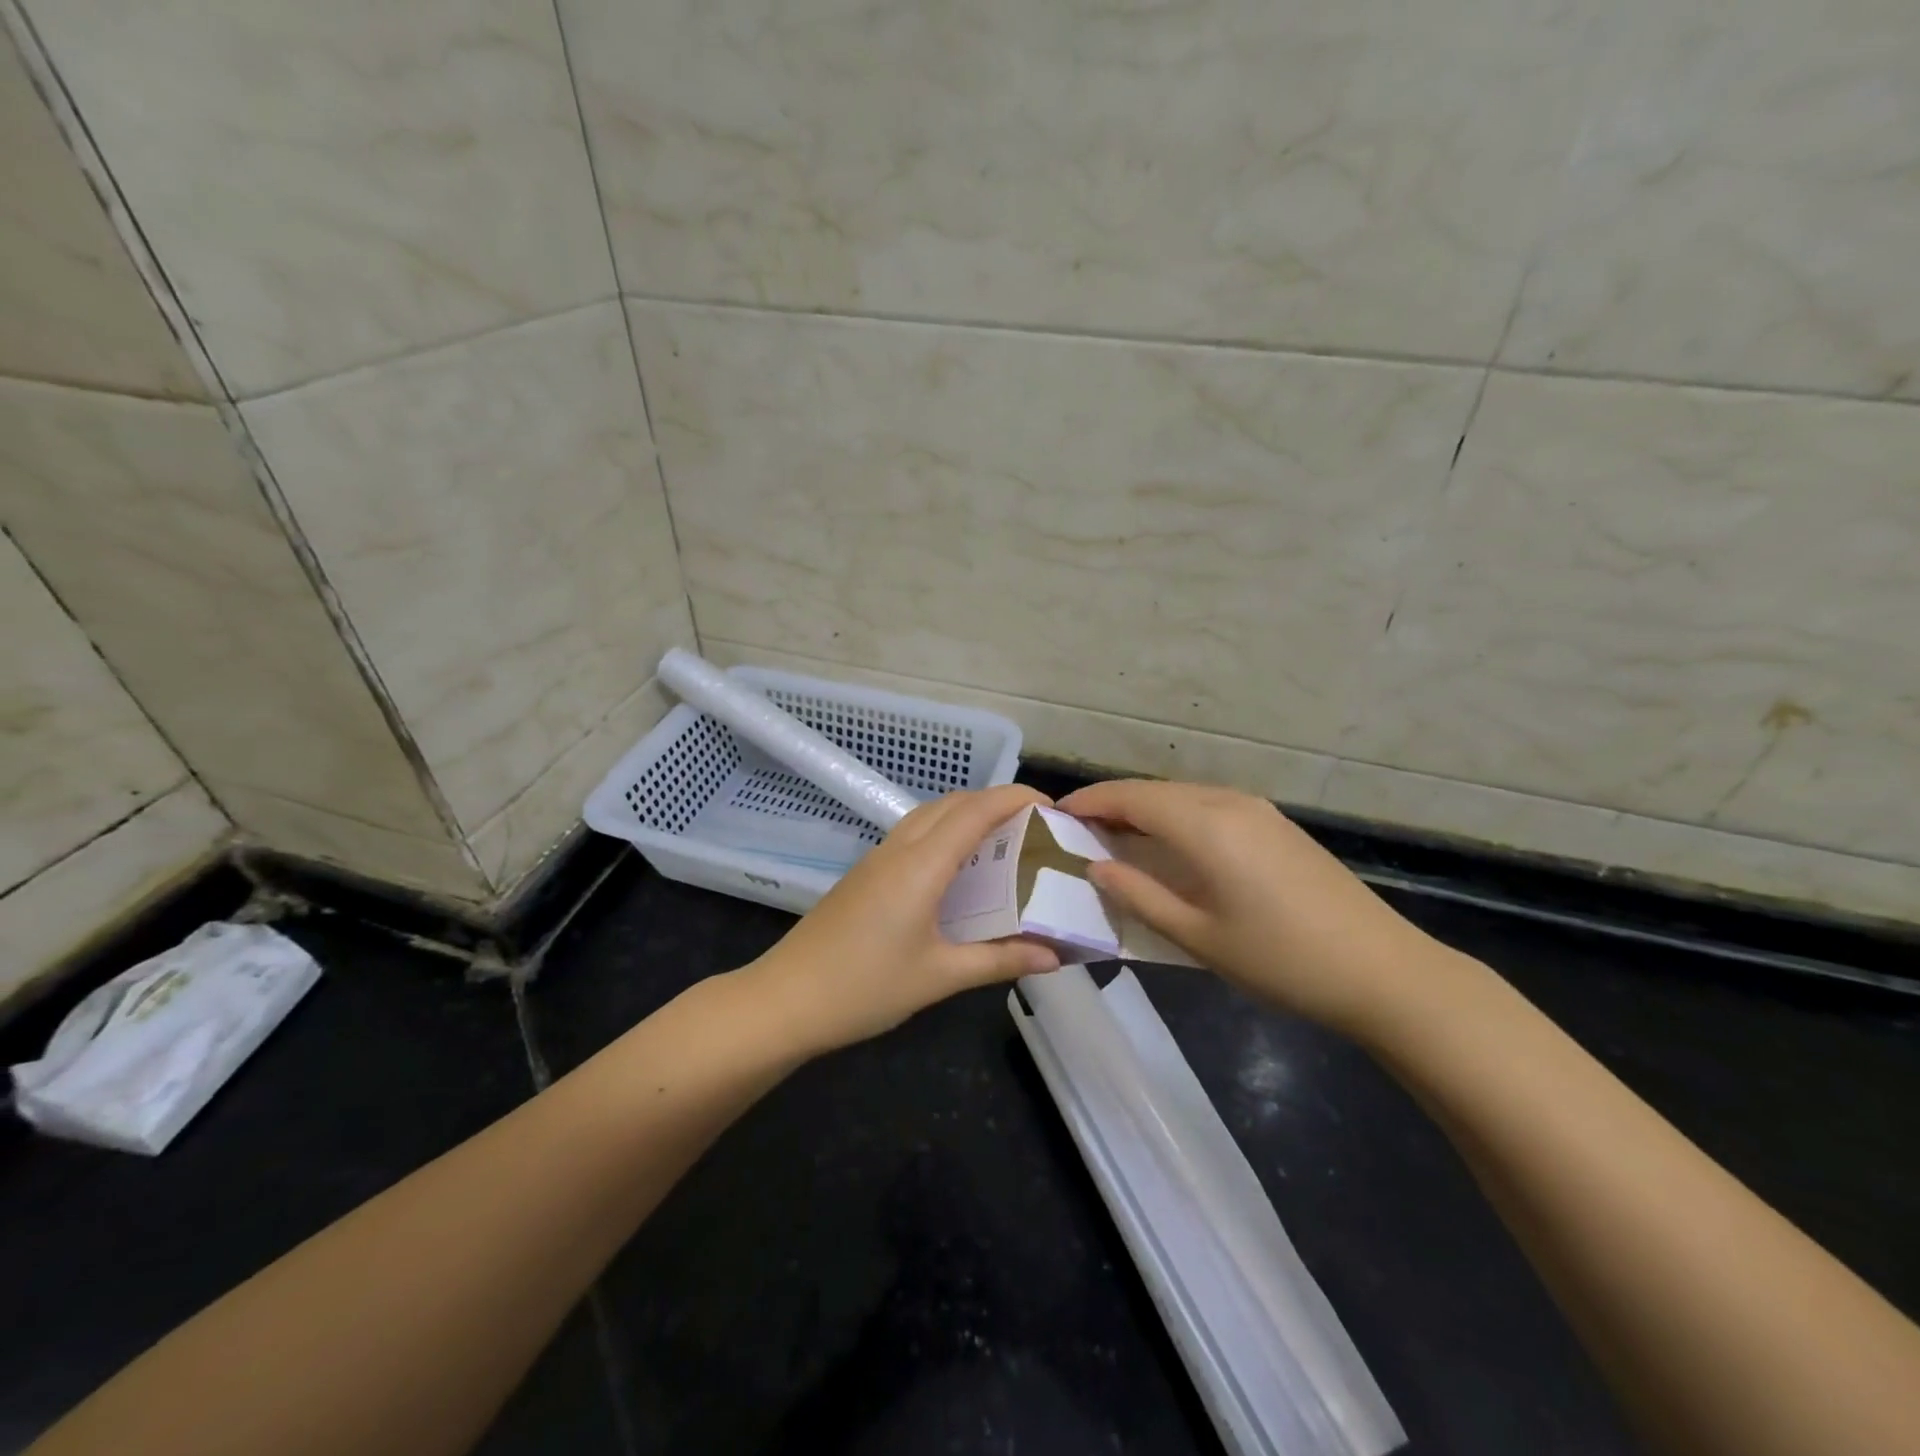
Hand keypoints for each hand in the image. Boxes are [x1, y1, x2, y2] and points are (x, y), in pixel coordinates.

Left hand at [745, 784, 1061, 1052]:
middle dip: (997, 801)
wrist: (785, 1000)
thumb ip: (999, 960)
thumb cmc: (865, 988)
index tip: (1053, 808)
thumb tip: (1054, 956)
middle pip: (953, 802)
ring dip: (968, 814)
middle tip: (1034, 827)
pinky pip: (914, 834)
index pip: (976, 810)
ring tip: (1003, 843)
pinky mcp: (865, 873)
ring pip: (930, 814)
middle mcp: (899, 849)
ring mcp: (877, 858)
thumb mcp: (939, 976)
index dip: (1016, 798)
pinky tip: (959, 870)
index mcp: (921, 865)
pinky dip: (945, 833)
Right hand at [1059, 779, 1440, 1037]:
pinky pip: (1209, 806)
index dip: (1090, 802)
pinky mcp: (1276, 825)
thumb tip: (1096, 867)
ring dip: (1145, 809)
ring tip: (1116, 838)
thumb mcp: (1198, 936)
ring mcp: (1258, 810)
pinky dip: (1176, 816)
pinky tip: (1170, 845)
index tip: (1055, 814)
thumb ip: (1140, 896)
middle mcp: (1229, 803)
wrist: (1382, 970)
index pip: (1131, 798)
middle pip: (1155, 791)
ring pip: (1183, 795)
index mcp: (1205, 826)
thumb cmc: (1281, 959)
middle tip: (1078, 830)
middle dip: (1113, 804)